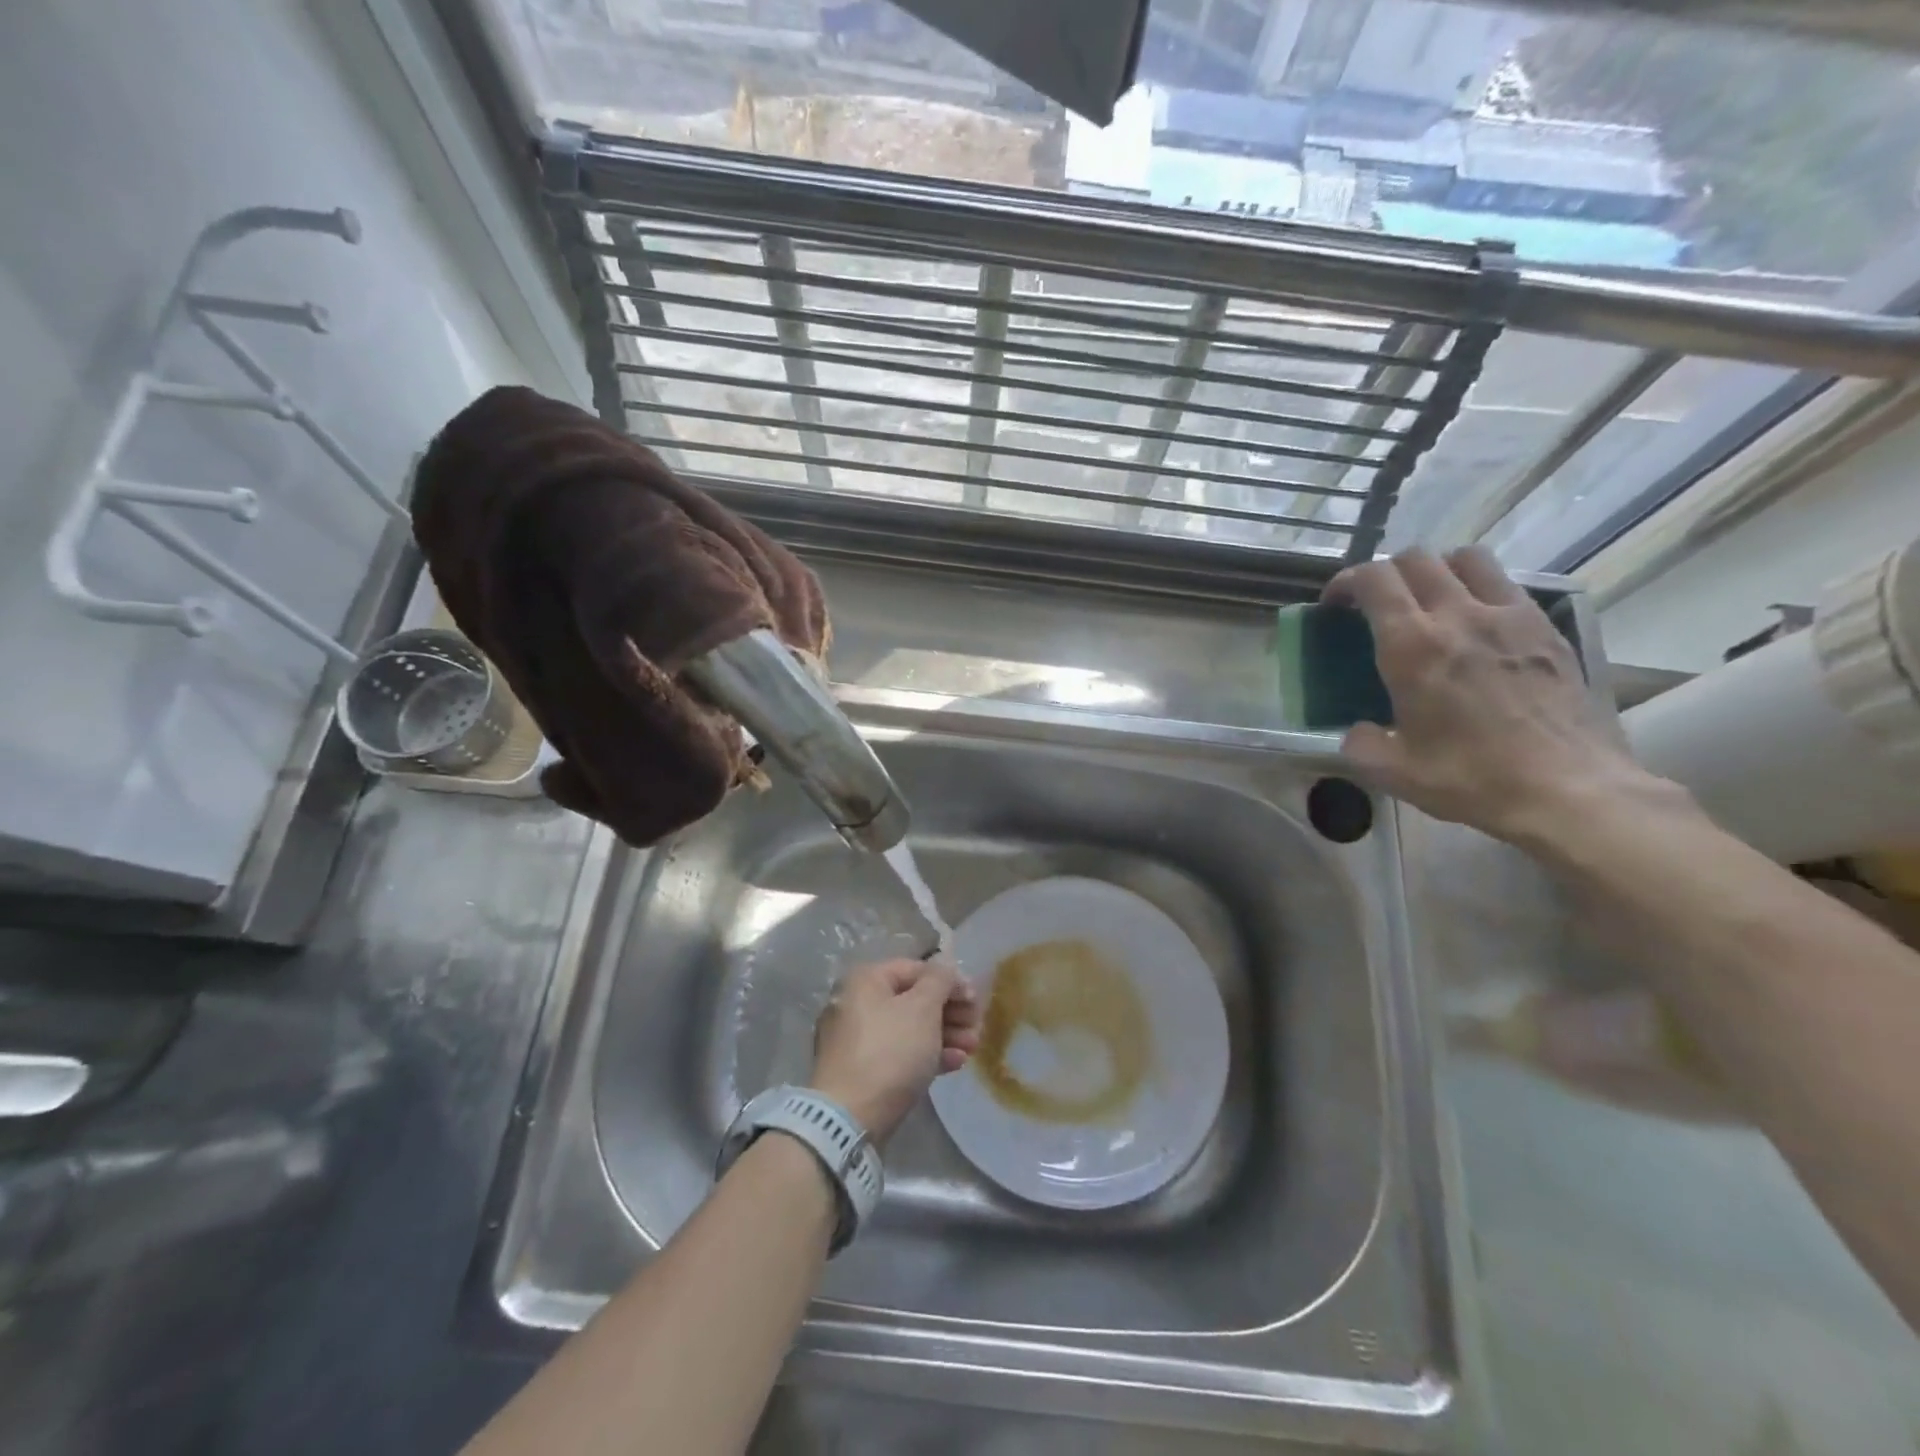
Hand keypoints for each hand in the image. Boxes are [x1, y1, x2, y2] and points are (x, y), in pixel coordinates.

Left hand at [809, 959, 980, 1144]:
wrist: (849, 1118)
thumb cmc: (890, 1051)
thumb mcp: (923, 1008)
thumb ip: (940, 980)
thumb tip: (945, 965)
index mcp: (866, 980)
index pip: (917, 969)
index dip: (950, 981)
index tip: (975, 1000)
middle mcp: (856, 1003)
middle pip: (913, 999)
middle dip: (950, 1012)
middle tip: (977, 1027)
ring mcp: (857, 1039)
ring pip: (909, 1028)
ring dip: (945, 1034)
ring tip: (972, 1048)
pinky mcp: (862, 1070)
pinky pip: (899, 1053)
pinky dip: (927, 1054)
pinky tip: (955, 1064)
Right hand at [1323, 547, 1660, 844]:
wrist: (1568, 790)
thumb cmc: (1471, 778)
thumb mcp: (1392, 771)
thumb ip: (1359, 742)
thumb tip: (1357, 729)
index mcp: (1412, 646)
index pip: (1373, 579)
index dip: (1346, 580)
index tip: (1335, 604)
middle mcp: (1459, 615)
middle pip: (1416, 558)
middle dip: (1386, 573)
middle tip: (1376, 603)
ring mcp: (1510, 616)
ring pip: (1467, 558)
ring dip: (1437, 569)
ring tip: (1428, 600)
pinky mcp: (1546, 628)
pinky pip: (1505, 584)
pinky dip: (1479, 589)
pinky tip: (1475, 624)